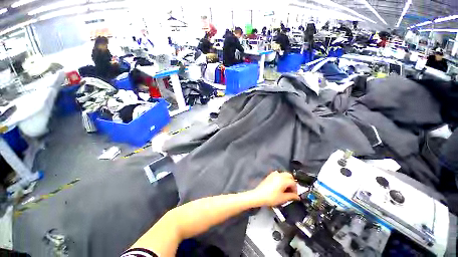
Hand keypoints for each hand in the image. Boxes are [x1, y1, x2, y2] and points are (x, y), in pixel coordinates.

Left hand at [250, 171, 299, 206]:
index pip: (293, 182)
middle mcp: (279, 175)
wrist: (259, 195)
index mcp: (283, 180)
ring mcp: (273, 174)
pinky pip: (278, 174)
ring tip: (286, 188)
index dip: (296, 189)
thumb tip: (297, 196)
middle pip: (289, 176)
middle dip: (292, 182)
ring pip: (284, 174)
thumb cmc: (271, 197)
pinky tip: (280, 185)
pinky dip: (281, 178)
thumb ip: (292, 196)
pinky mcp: (269, 175)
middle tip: (292, 190)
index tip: (295, 195)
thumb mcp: (283, 198)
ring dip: (287, 180)